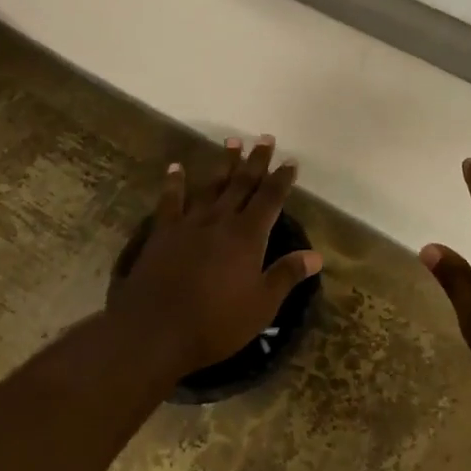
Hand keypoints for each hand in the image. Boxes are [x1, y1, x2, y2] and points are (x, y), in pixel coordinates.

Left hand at [107, 136, 322, 378]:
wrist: (155, 331)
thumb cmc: (215, 323)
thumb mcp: (261, 306)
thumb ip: (286, 275)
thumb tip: (316, 255)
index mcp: (248, 237)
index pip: (270, 199)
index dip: (282, 179)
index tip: (290, 161)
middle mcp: (220, 221)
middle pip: (242, 184)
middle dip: (256, 161)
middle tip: (265, 139)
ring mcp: (189, 224)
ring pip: (211, 186)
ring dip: (224, 164)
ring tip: (232, 141)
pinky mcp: (163, 233)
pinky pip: (170, 201)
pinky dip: (175, 182)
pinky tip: (176, 168)